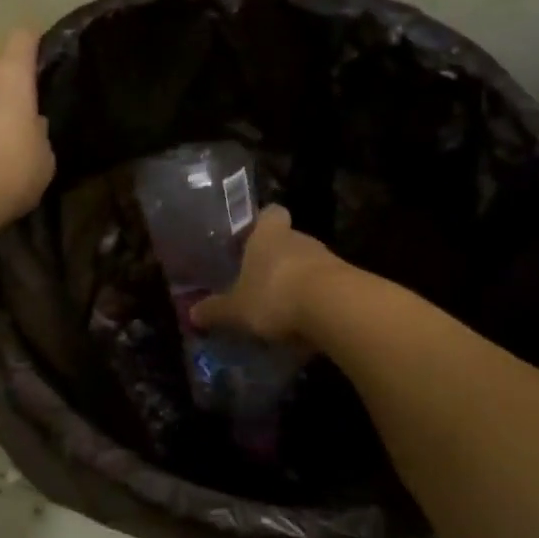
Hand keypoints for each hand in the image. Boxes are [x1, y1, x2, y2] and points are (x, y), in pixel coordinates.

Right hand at [190, 205, 341, 344]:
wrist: (335, 308)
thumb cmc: (275, 295)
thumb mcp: (236, 309)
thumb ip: (215, 311)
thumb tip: (192, 313)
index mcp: (268, 235)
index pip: (270, 213)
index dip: (263, 223)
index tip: (252, 237)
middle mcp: (299, 239)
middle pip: (287, 241)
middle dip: (275, 259)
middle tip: (259, 282)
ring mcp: (327, 259)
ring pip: (307, 265)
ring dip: (296, 281)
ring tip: (280, 308)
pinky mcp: (346, 282)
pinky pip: (324, 288)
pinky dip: (315, 302)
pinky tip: (304, 324)